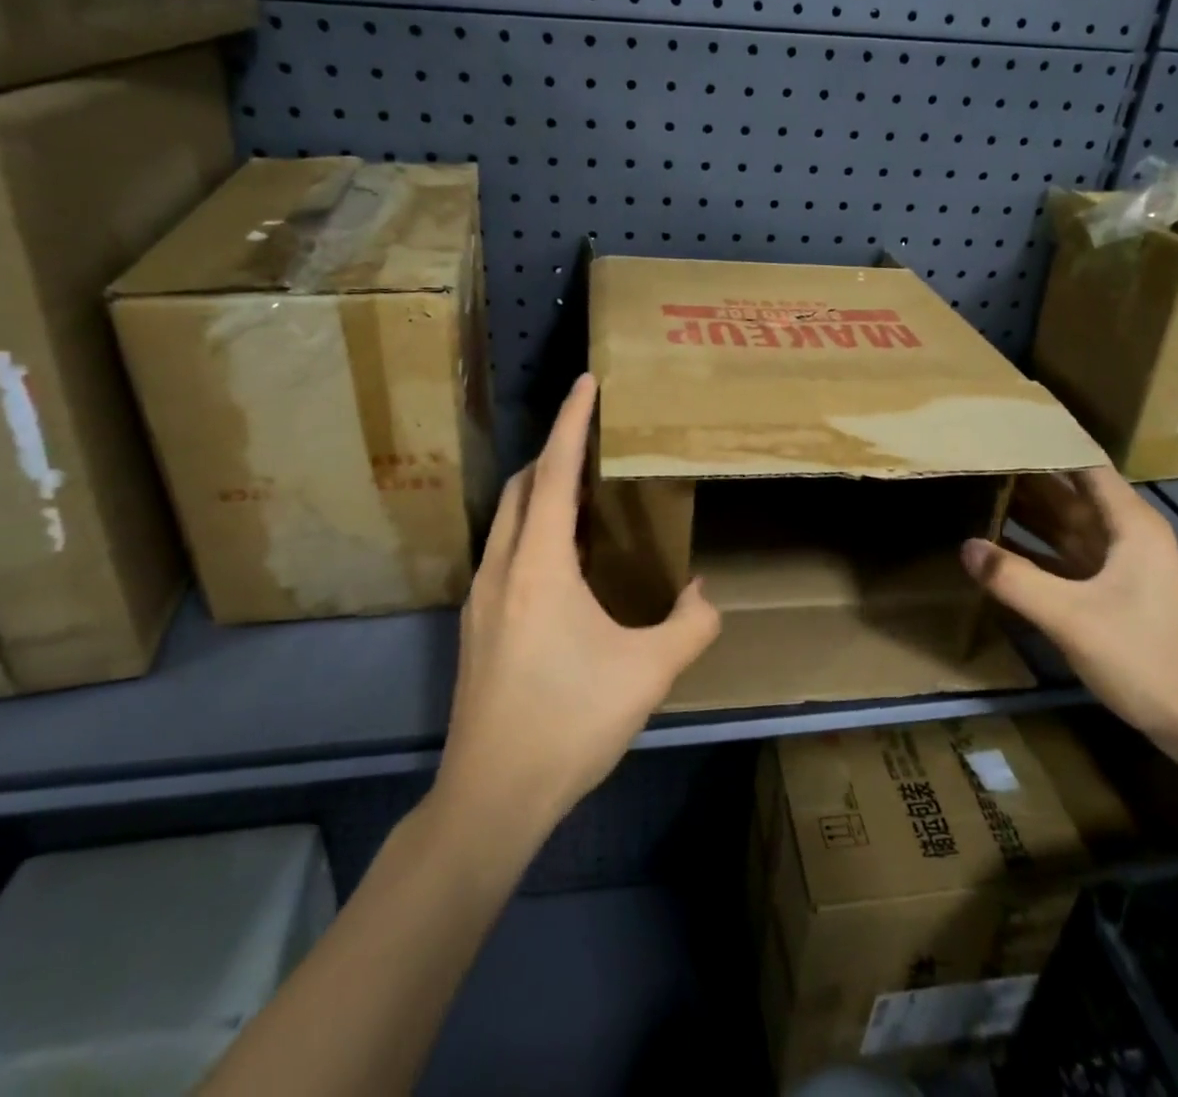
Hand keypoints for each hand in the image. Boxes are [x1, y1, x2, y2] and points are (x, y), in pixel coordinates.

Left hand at [436, 374, 721, 835]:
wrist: (491, 796)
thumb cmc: (570, 722)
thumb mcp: (649, 673)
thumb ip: (690, 625)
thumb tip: (701, 594)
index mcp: (540, 566)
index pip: (555, 473)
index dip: (571, 422)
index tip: (586, 381)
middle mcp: (503, 569)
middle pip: (522, 487)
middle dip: (554, 452)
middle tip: (592, 440)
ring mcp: (481, 598)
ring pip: (508, 520)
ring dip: (540, 493)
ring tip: (582, 494)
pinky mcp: (476, 626)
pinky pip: (506, 552)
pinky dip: (532, 531)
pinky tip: (561, 561)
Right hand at [960, 467, 1177, 763]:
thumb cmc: (1144, 657)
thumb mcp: (1071, 616)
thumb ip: (1015, 580)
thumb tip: (965, 546)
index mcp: (1130, 524)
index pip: (1083, 466)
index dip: (1046, 445)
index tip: (1001, 432)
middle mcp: (1126, 535)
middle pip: (1069, 494)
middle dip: (1025, 477)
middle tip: (974, 459)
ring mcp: (1118, 565)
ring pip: (1065, 526)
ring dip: (1026, 512)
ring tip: (977, 491)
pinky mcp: (1109, 593)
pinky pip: (1064, 557)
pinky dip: (1033, 549)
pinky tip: (997, 546)